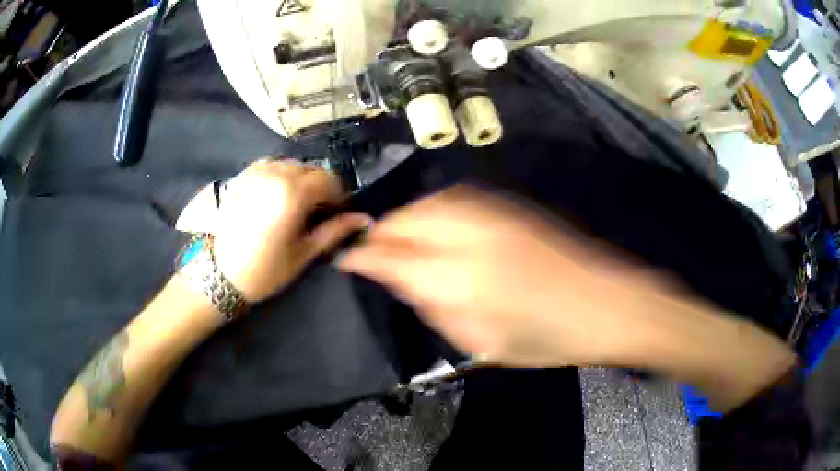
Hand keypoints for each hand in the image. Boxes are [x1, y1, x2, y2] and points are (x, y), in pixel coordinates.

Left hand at [210, 160, 370, 302]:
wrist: (220, 274)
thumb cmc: (265, 269)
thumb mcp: (304, 253)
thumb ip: (334, 230)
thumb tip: (363, 219)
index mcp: (293, 193)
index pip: (329, 180)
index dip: (339, 196)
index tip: (338, 213)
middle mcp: (275, 174)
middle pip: (310, 169)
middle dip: (320, 187)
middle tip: (318, 211)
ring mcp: (256, 172)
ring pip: (291, 166)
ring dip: (300, 180)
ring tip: (297, 204)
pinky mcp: (243, 177)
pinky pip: (271, 166)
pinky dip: (281, 176)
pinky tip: (277, 196)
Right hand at [339, 185, 654, 366]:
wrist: (606, 305)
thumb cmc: (547, 339)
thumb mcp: (482, 341)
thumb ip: (436, 308)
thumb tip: (406, 284)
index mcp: (460, 279)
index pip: (391, 257)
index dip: (362, 256)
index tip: (347, 261)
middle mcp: (471, 236)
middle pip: (406, 219)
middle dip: (381, 232)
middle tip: (373, 251)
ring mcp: (493, 216)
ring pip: (430, 202)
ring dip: (407, 218)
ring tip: (400, 238)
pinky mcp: (510, 209)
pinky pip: (456, 200)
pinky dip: (434, 210)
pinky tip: (436, 226)